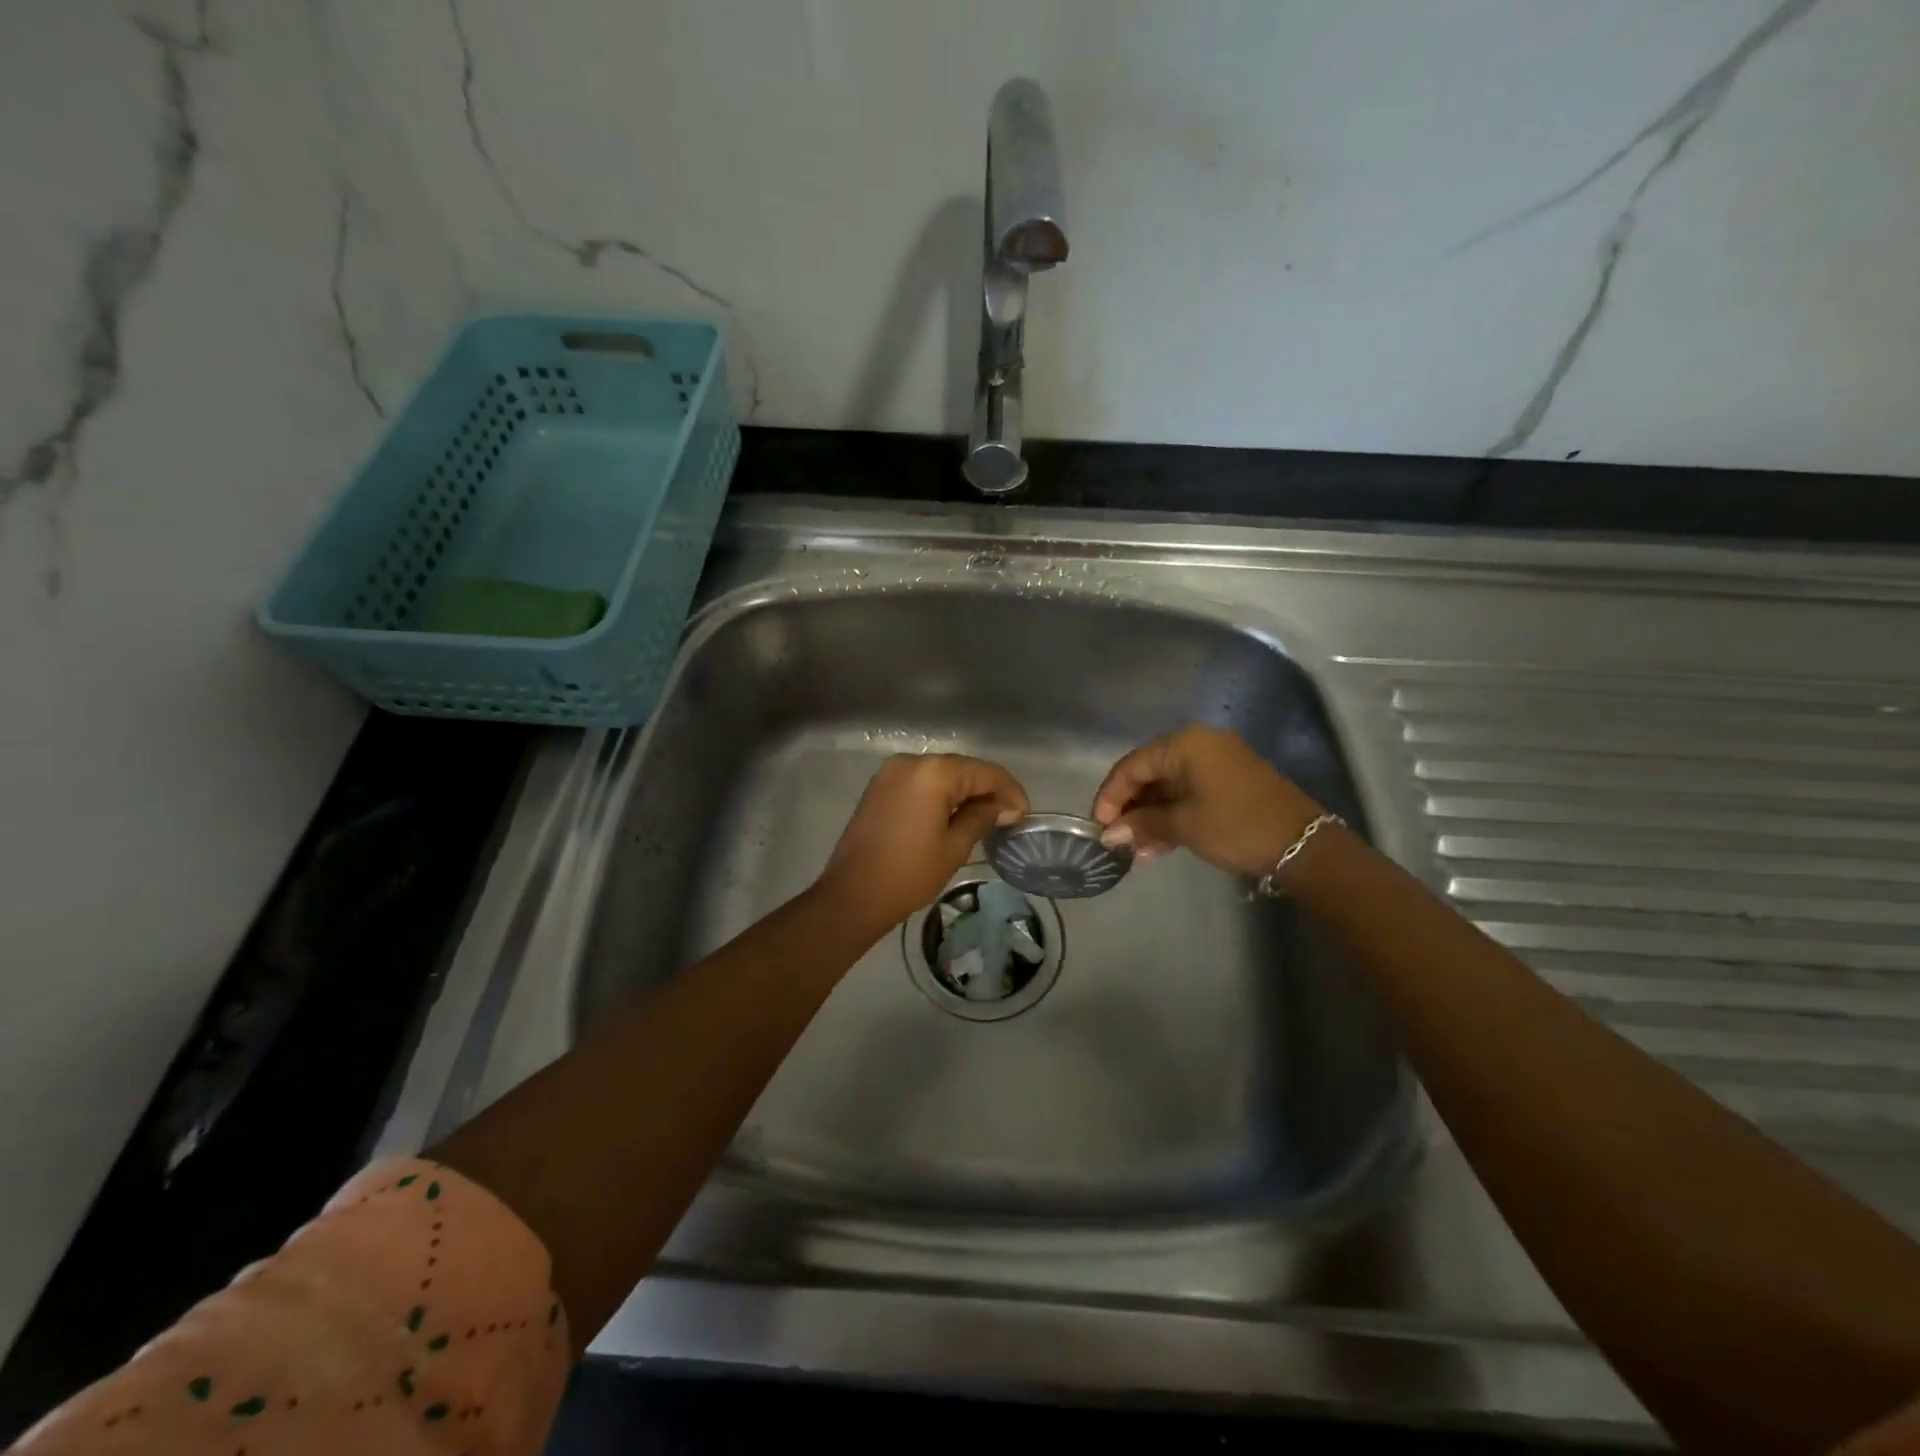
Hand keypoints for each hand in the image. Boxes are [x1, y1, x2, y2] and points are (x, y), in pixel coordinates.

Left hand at [816, 754, 1029, 933]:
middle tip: (1008, 817)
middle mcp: (912, 761)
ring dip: (964, 791)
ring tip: (985, 818)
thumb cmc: (909, 873)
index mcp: (933, 772)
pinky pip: (920, 782)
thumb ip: (983, 817)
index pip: (985, 772)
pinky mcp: (880, 786)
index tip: (1024, 814)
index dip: (1010, 791)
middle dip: (988, 790)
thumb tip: (1005, 806)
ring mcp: (891, 772)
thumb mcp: (954, 847)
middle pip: (962, 769)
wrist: (852, 895)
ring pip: (941, 774)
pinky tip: (953, 814)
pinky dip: (940, 794)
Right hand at [1091, 724, 1324, 876]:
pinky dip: (1173, 814)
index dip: (1111, 796)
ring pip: (1169, 785)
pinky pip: (1189, 792)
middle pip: (1149, 773)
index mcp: (1185, 744)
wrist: (1302, 843)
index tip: (1099, 827)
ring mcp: (1217, 761)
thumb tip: (1109, 835)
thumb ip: (1142, 825)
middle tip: (1118, 840)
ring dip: (1151, 816)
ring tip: (1138, 849)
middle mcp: (1199, 744)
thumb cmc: (1236, 825)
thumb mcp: (1184, 826)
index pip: (1132, 766)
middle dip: (1131, 808)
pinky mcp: (1230, 780)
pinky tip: (1160, 844)